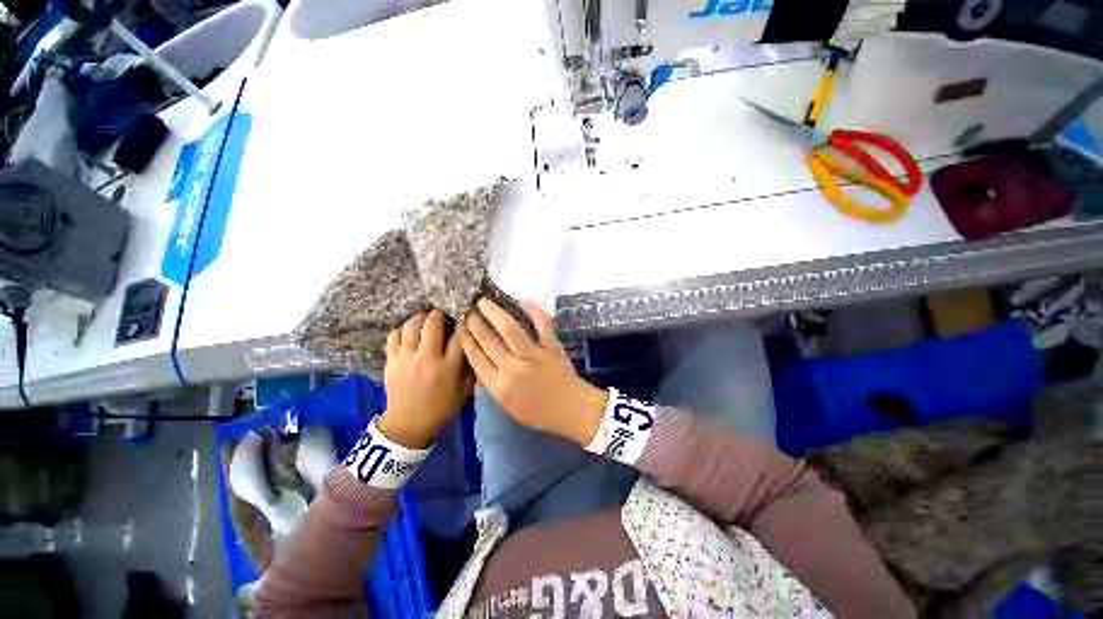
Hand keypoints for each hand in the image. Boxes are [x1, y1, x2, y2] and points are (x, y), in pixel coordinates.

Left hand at [379, 310, 474, 448]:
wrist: (408, 424)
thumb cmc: (441, 407)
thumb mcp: (465, 390)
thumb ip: (470, 367)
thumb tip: (471, 345)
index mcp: (448, 367)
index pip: (458, 335)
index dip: (462, 324)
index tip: (463, 321)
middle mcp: (427, 358)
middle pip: (433, 323)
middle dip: (440, 314)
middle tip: (443, 315)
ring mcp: (406, 358)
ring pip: (412, 325)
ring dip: (421, 318)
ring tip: (426, 320)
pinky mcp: (391, 361)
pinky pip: (394, 336)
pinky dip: (402, 331)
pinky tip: (409, 334)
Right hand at [459, 298, 607, 445]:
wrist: (571, 410)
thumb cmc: (538, 411)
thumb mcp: (507, 405)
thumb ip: (493, 382)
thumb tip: (481, 357)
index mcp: (499, 387)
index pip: (476, 358)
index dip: (465, 339)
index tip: (460, 326)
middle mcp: (513, 369)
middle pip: (488, 340)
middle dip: (474, 322)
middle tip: (467, 307)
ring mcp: (534, 356)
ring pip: (510, 329)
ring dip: (495, 312)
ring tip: (484, 301)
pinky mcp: (552, 347)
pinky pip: (542, 325)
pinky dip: (534, 311)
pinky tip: (522, 300)